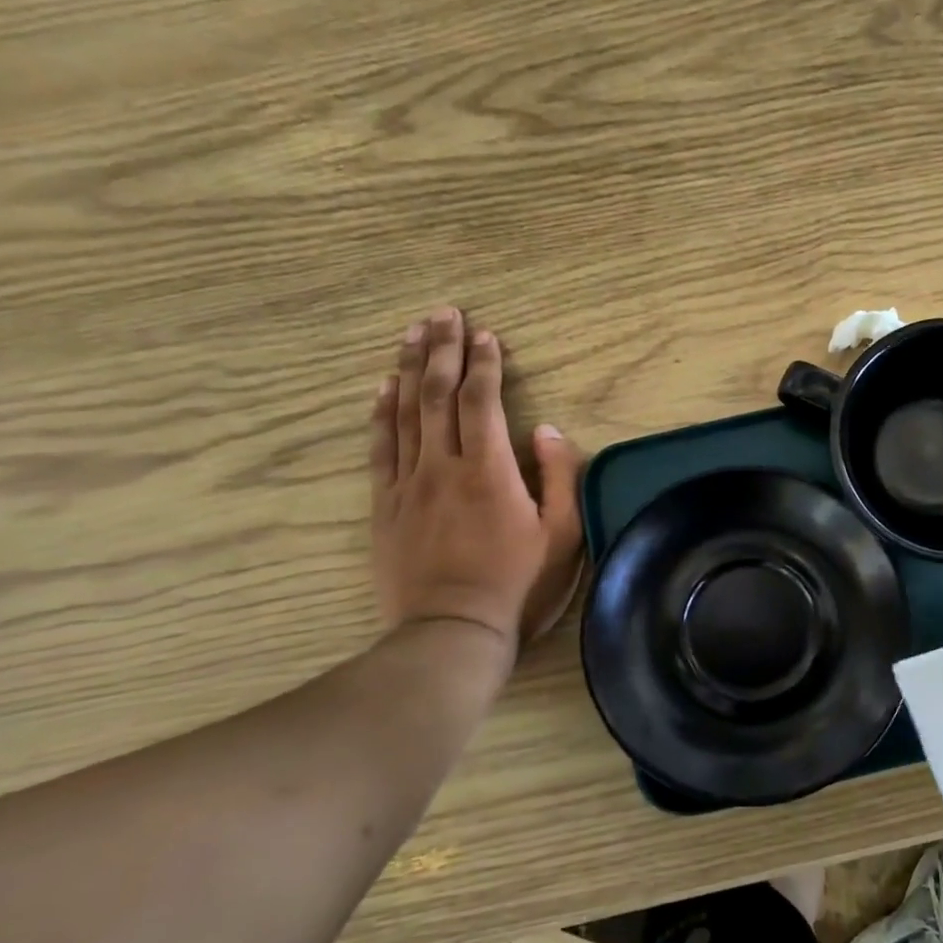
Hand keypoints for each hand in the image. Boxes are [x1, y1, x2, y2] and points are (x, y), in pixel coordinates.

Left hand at [369, 308, 584, 659]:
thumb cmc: (518, 583)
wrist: (452, 630)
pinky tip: (382, 387)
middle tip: (444, 312)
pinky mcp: (385, 505)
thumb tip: (545, 429)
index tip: (485, 333)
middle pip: (437, 394)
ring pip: (404, 412)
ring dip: (410, 367)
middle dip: (443, 349)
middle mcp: (443, 465)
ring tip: (413, 332)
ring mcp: (408, 484)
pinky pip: (380, 448)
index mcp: (489, 469)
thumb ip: (559, 477)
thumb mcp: (563, 534)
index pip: (481, 400)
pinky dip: (380, 412)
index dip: (484, 363)